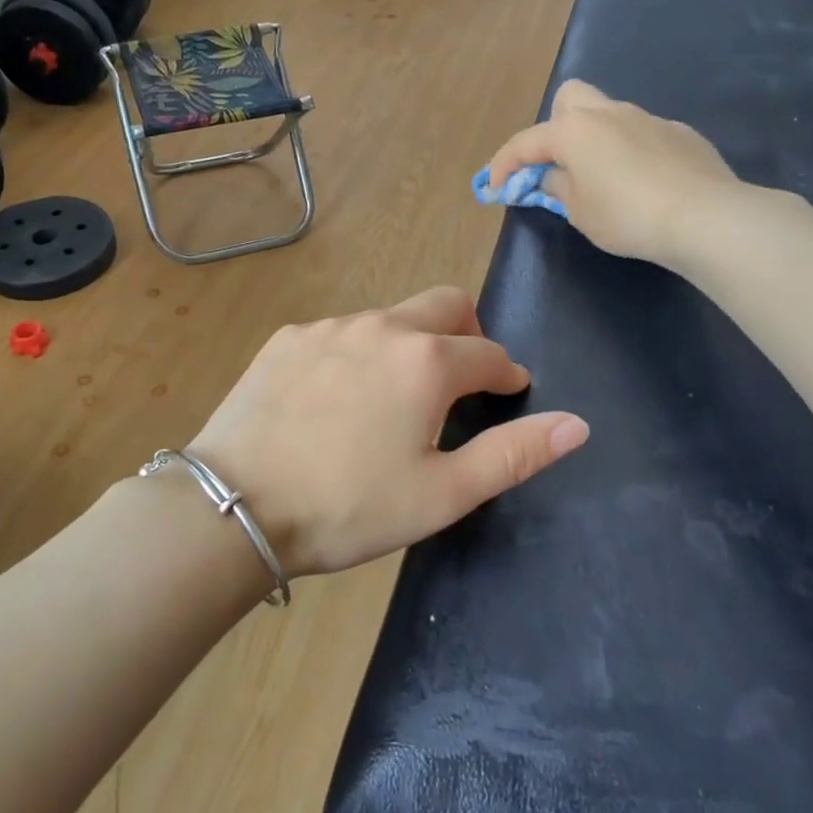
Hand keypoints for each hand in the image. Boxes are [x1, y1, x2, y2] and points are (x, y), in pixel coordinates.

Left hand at [187, 287, 587, 579]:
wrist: (235, 503)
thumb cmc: (348, 506)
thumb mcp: (442, 494)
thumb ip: (513, 454)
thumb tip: (577, 424)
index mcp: (425, 361)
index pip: (488, 353)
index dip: (507, 373)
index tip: (509, 391)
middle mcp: (380, 326)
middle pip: (443, 305)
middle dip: (467, 333)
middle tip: (462, 378)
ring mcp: (328, 327)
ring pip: (388, 319)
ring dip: (408, 346)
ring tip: (393, 398)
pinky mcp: (287, 339)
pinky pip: (339, 333)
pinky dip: (357, 354)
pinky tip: (336, 400)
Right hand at [484, 80, 746, 265]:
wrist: (704, 216)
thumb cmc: (627, 216)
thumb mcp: (579, 212)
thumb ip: (559, 187)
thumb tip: (555, 175)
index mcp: (574, 131)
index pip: (526, 142)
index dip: (504, 165)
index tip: (495, 189)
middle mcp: (609, 113)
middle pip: (570, 98)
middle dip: (556, 126)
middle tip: (560, 164)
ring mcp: (649, 119)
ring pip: (611, 116)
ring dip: (598, 141)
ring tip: (607, 181)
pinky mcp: (681, 134)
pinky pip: (644, 134)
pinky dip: (634, 152)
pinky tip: (648, 184)